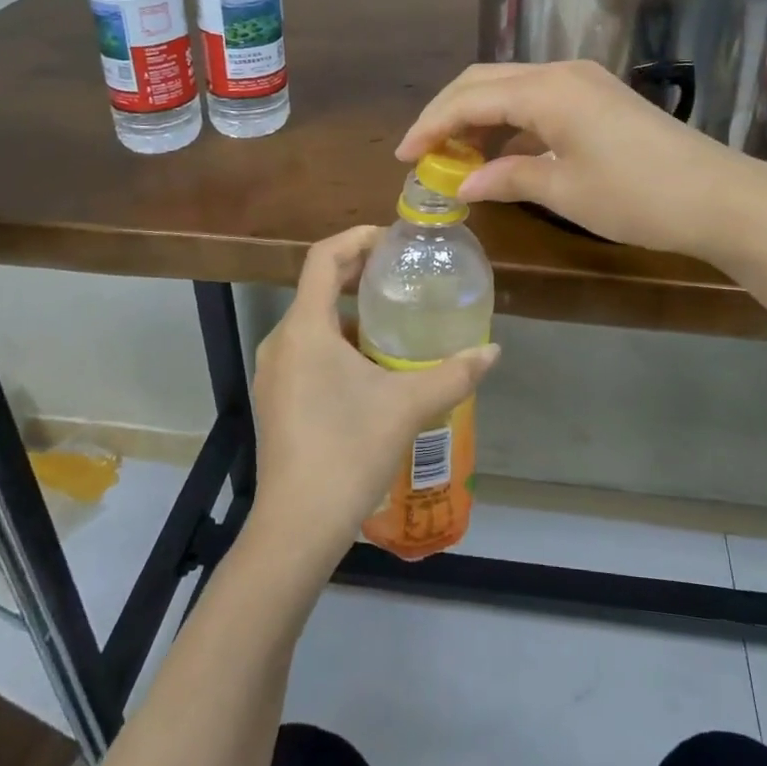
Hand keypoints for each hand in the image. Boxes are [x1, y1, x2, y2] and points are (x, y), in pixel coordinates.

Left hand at [247, 226, 498, 565]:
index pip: (323, 258)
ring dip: (349, 312)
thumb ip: (454, 374)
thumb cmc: (348, 451)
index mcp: (305, 329)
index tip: (391, 239)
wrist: (297, 526)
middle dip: (357, 274)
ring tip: (392, 319)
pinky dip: (337, 342)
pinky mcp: (275, 399)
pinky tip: (370, 367)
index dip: (356, 239)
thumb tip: (493, 351)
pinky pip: (306, 351)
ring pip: (312, 322)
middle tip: (400, 273)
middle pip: (318, 287)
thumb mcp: (408, 407)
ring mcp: (273, 373)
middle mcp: (281, 341)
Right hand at [397, 60, 766, 258]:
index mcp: (546, 89)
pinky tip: (501, 154)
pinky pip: (538, 101)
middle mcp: (560, 72)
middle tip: (422, 152)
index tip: (403, 156)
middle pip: (484, 81)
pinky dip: (510, 123)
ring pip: (511, 88)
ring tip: (454, 156)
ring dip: (478, 116)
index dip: (431, 126)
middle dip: (447, 113)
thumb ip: (507, 179)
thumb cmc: (637, 196)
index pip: (469, 99)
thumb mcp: (565, 191)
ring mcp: (583, 82)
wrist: (720, 197)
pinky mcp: (599, 98)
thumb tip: (463, 184)